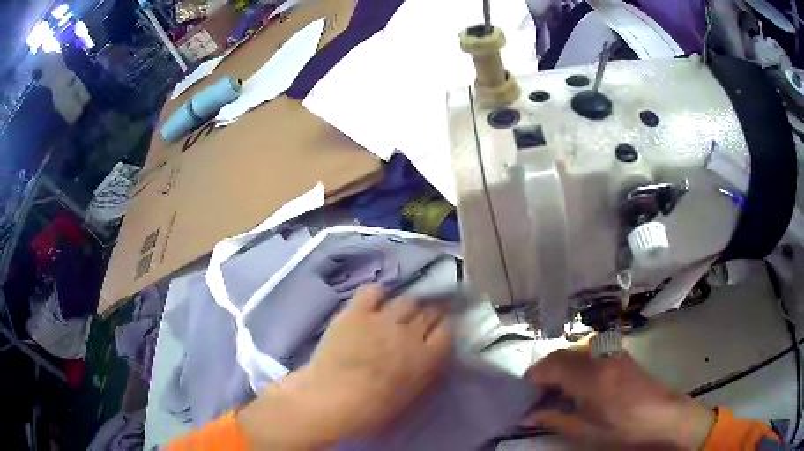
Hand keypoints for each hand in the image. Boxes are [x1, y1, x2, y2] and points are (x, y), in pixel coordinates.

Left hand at [237, 284, 450, 448]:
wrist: (331, 400)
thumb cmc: (372, 410)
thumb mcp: (411, 396)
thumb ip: (424, 371)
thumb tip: (428, 355)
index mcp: (427, 358)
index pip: (446, 330)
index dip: (443, 327)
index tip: (437, 329)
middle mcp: (410, 334)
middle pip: (429, 311)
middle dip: (427, 314)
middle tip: (417, 322)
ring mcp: (383, 320)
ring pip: (406, 300)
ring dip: (405, 307)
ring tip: (395, 315)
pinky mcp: (356, 312)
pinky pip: (372, 291)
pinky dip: (376, 294)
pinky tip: (373, 303)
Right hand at [526, 348, 714, 449]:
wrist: (663, 415)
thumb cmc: (622, 428)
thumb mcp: (584, 431)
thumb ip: (553, 419)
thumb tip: (527, 416)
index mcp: (588, 376)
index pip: (550, 366)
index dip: (533, 378)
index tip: (525, 394)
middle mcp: (598, 356)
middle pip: (561, 354)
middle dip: (545, 371)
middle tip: (538, 394)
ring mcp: (611, 353)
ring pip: (575, 350)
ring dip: (561, 366)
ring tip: (557, 390)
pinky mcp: (621, 355)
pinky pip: (590, 351)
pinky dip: (577, 363)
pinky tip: (581, 383)